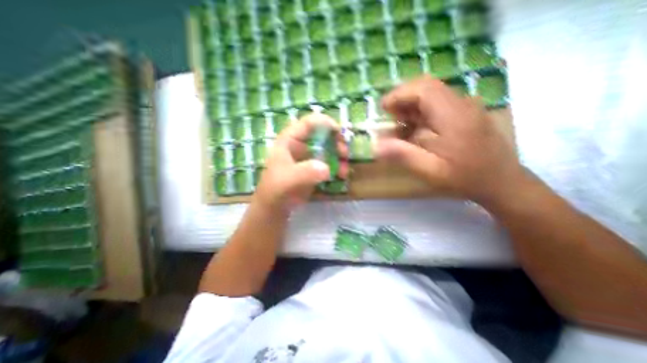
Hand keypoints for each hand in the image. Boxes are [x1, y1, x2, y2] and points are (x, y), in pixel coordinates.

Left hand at [253, 112, 348, 209]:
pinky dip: (337, 166)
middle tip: (345, 154)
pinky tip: (341, 175)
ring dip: (339, 156)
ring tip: (344, 170)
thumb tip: (326, 168)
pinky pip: (329, 161)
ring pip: (328, 148)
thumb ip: (306, 172)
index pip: (309, 123)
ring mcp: (308, 156)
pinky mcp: (314, 167)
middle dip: (336, 142)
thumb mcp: (289, 180)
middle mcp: (300, 144)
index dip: (326, 123)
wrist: (275, 207)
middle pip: (322, 134)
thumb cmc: (277, 190)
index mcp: (290, 140)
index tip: (340, 133)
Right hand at [377, 75, 527, 205]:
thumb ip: (403, 155)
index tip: (383, 109)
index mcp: (453, 115)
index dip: (399, 95)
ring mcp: (465, 107)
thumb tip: (376, 146)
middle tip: (389, 120)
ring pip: (431, 95)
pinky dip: (420, 114)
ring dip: (410, 108)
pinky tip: (415, 131)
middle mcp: (461, 104)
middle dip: (402, 100)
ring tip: (399, 128)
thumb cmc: (465, 177)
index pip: (423, 88)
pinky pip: (437, 105)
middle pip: (426, 87)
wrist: (502, 181)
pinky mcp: (465, 113)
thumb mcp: (430, 170)